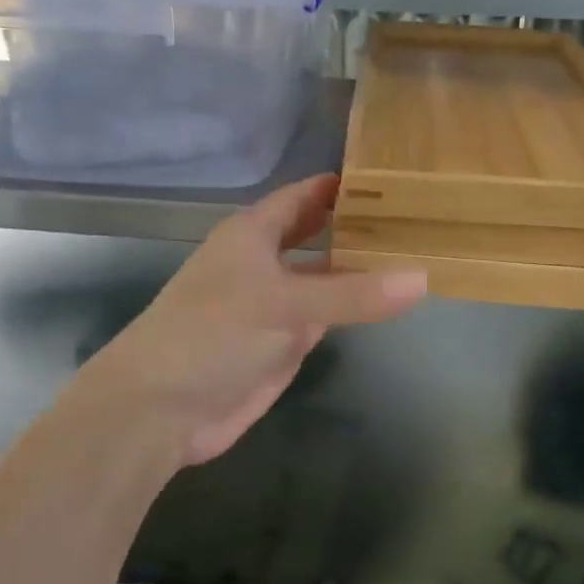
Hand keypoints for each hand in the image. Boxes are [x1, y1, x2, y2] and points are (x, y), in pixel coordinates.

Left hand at [68, 174, 427, 467]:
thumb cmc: (212, 333)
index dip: (339, 185)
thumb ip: (352, 294)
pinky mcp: (284, 341)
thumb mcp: (283, 304)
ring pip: (326, 276)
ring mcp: (276, 303)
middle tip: (415, 213)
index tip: (390, 174)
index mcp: (253, 234)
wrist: (161, 408)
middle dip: (357, 224)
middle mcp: (266, 261)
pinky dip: (355, 306)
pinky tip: (390, 298)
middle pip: (317, 233)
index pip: (303, 196)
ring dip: (361, 267)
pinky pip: (327, 314)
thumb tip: (422, 279)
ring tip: (415, 250)